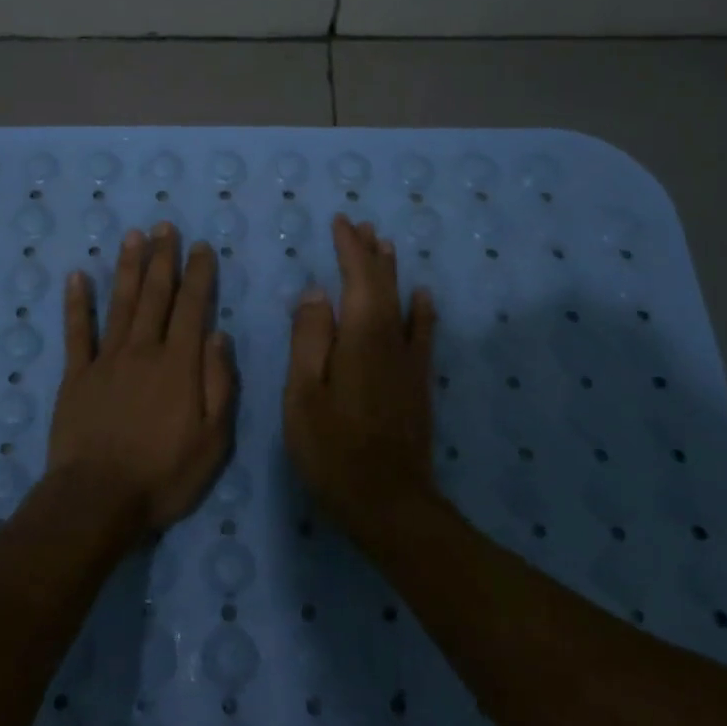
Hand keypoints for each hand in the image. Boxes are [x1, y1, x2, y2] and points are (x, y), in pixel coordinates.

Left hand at [47, 224, 236, 535]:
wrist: (98, 499)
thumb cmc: (164, 475)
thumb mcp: (213, 441)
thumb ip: (219, 384)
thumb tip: (219, 336)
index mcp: (179, 365)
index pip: (193, 308)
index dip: (198, 275)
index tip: (202, 247)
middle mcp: (143, 351)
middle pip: (155, 296)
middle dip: (163, 259)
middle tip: (164, 226)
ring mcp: (105, 361)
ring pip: (120, 304)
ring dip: (128, 268)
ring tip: (132, 237)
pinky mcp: (76, 376)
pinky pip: (76, 333)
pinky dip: (76, 304)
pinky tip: (76, 277)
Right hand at [283, 216, 437, 537]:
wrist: (389, 503)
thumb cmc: (333, 451)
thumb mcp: (303, 395)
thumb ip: (309, 340)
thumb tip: (317, 292)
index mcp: (360, 338)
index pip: (358, 279)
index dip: (349, 249)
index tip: (341, 222)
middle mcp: (391, 341)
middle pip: (383, 285)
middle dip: (370, 253)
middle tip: (361, 224)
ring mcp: (409, 363)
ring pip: (403, 303)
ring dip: (392, 272)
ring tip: (386, 244)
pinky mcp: (418, 384)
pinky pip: (423, 334)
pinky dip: (422, 310)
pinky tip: (423, 298)